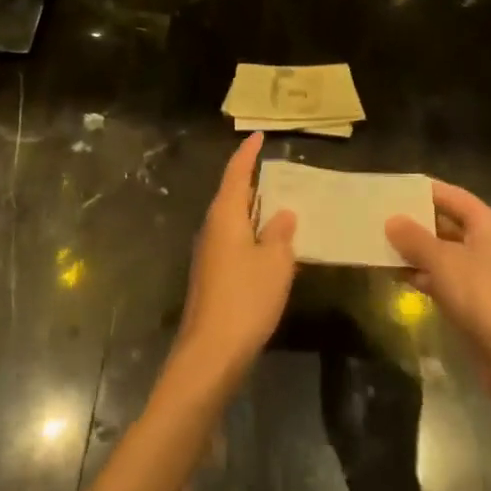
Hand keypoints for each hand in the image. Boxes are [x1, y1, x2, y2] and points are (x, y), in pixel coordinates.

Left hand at [174, 134, 296, 389]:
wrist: (210, 354)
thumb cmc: (245, 298)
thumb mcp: (275, 262)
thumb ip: (280, 234)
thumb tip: (283, 214)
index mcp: (225, 216)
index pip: (236, 173)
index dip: (248, 154)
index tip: (258, 136)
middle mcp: (211, 229)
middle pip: (231, 194)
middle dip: (250, 180)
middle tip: (273, 168)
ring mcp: (208, 254)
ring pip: (232, 220)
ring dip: (252, 209)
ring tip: (277, 202)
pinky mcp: (211, 277)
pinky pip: (233, 241)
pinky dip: (250, 233)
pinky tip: (267, 245)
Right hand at [386, 182, 490, 394]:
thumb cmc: (481, 296)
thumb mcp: (442, 261)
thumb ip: (414, 238)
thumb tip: (392, 220)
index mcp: (487, 224)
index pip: (451, 195)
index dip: (422, 191)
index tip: (392, 190)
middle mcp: (487, 243)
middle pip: (446, 222)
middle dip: (415, 222)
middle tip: (380, 217)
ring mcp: (482, 273)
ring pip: (443, 252)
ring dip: (416, 250)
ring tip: (381, 244)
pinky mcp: (475, 300)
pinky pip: (444, 277)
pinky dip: (423, 274)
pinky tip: (398, 276)